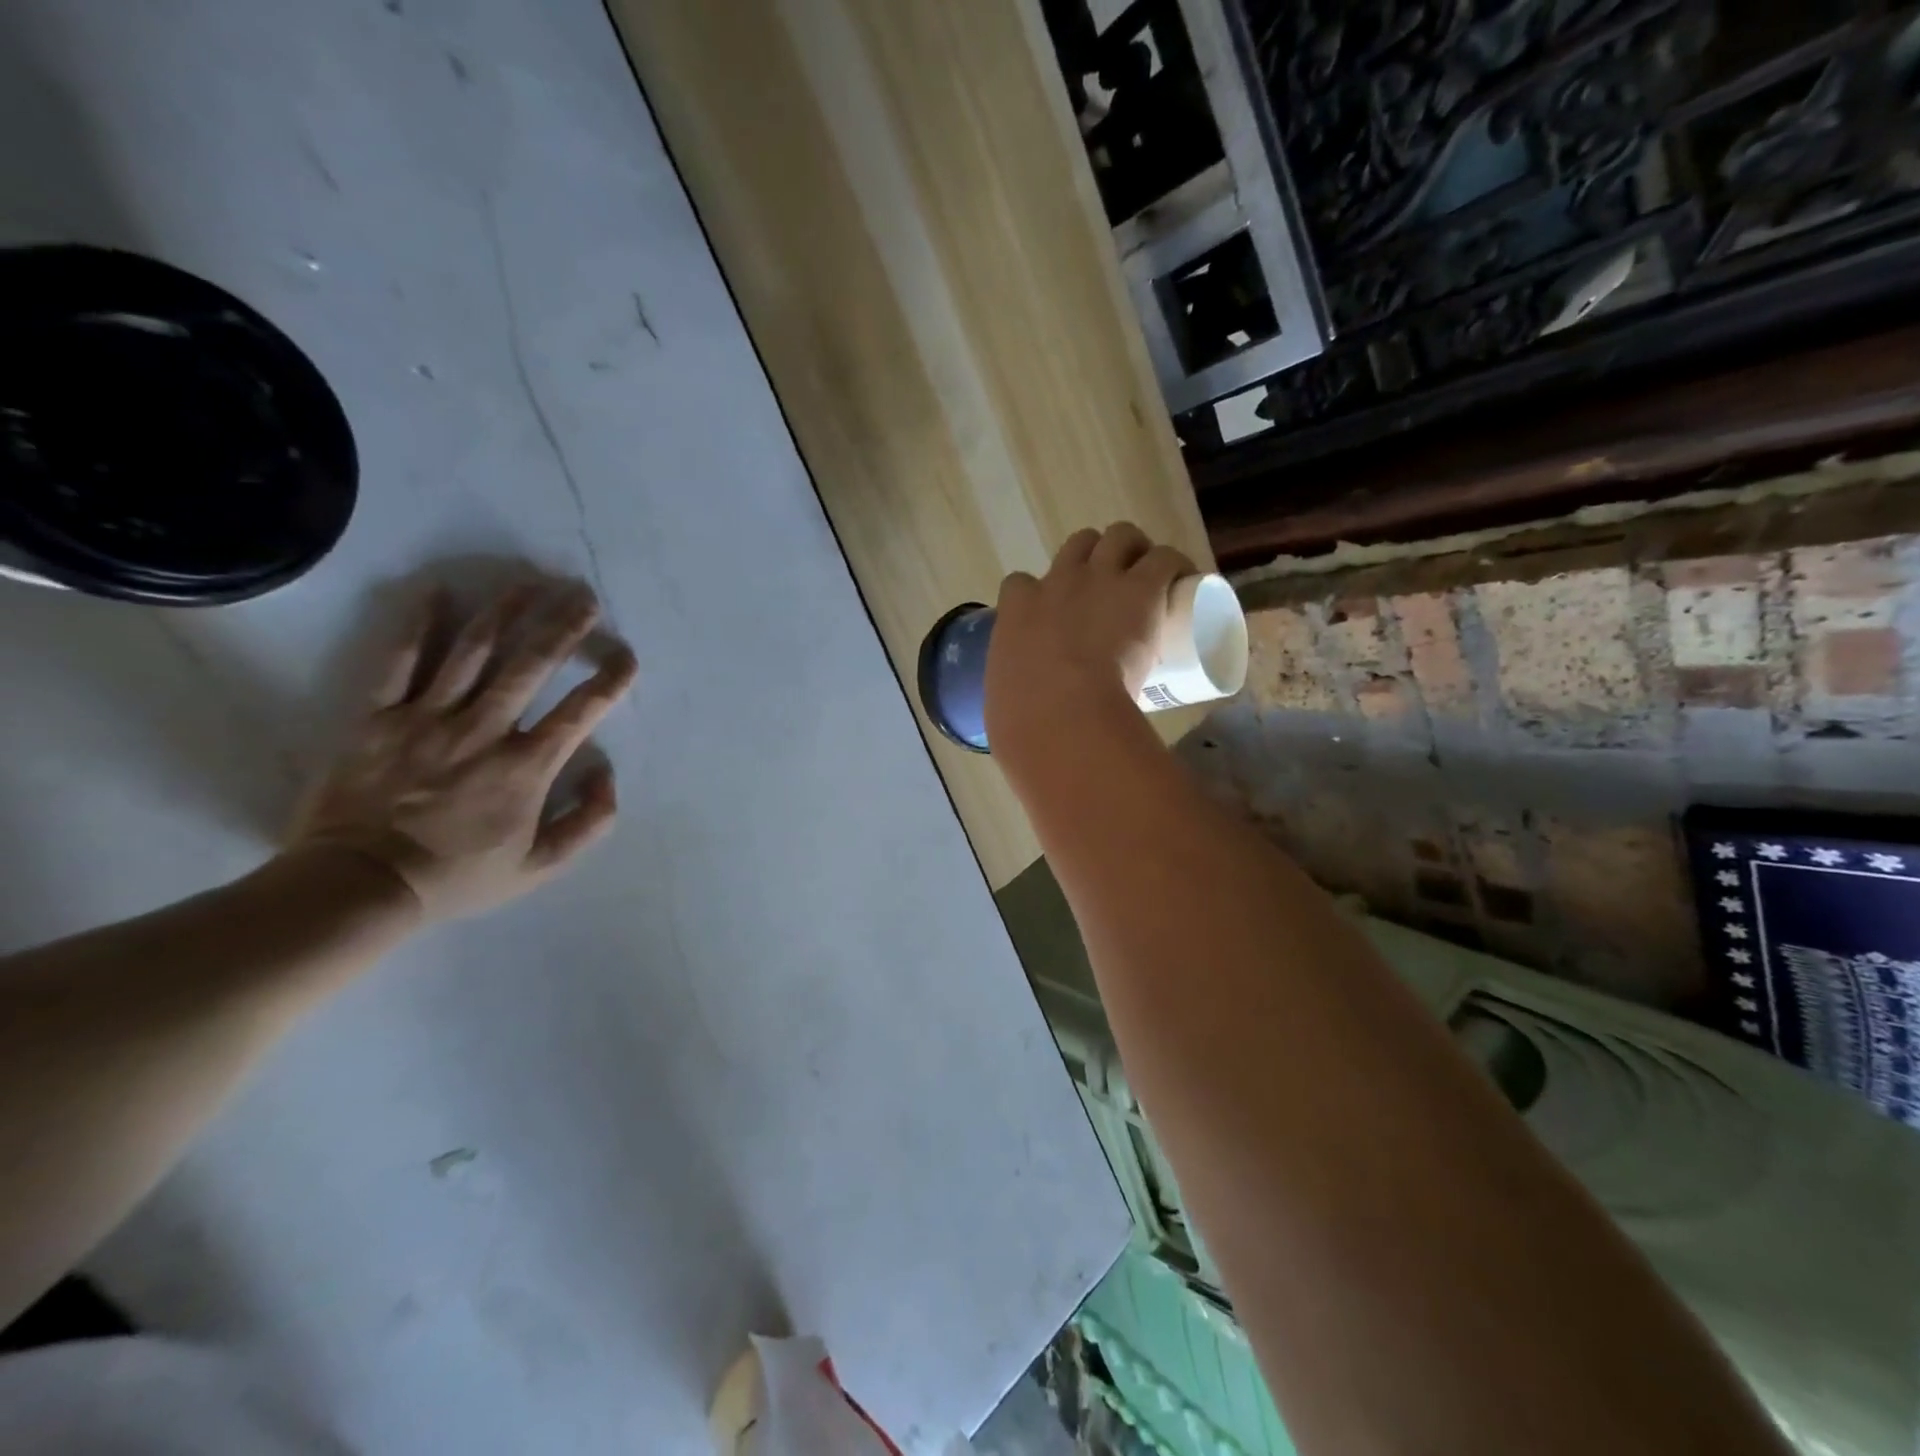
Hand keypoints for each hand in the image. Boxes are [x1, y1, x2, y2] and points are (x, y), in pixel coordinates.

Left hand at [286, 582, 639, 921]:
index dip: (610, 679)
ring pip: (473, 651)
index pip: (582, 710)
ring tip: (529, 583)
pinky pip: (399, 660)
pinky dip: (418, 624)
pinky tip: (437, 591)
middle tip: (584, 597)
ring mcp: (428, 718)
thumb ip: (588, 822)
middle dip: (564, 625)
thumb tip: (606, 773)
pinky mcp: (378, 716)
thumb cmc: (458, 876)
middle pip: (531, 664)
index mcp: (526, 766)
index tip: (626, 656)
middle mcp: (484, 730)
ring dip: (506, 611)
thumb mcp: (541, 866)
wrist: (360, 886)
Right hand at [985, 522, 1193, 760]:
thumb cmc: (1023, 719)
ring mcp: (1100, 580)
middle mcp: (1058, 582)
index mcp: (1018, 610)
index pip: (1022, 584)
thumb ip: (1014, 703)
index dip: (1041, 594)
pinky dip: (1175, 566)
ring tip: (1151, 579)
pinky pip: (1164, 559)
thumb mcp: (1006, 700)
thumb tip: (1023, 727)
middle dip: (1095, 557)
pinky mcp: (1141, 588)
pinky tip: (1184, 583)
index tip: (1055, 616)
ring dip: (1136, 551)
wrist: (1058, 713)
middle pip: (1078, 544)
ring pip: (1120, 536)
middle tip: (1113, 590)